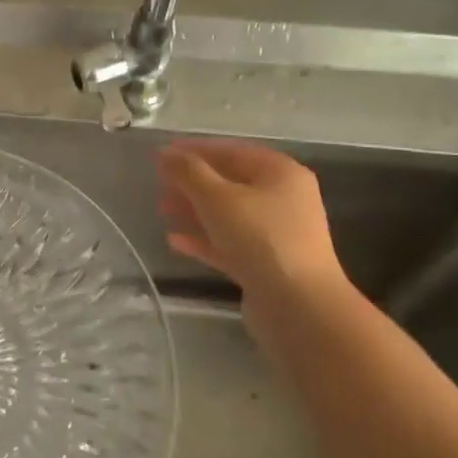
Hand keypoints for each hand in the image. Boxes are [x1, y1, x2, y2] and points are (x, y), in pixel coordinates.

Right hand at [156, 140, 352, 341]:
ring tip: (161, 210)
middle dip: (192, 183)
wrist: (299, 307)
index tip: (161, 155)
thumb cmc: (260, 239)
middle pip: (230, 182)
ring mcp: (277, 234)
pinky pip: (229, 243)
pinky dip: (204, 239)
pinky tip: (174, 241)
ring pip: (228, 214)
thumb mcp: (217, 198)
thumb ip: (188, 172)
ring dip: (194, 211)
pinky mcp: (267, 265)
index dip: (194, 150)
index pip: (232, 150)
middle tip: (158, 184)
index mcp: (280, 172)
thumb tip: (165, 153)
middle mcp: (284, 198)